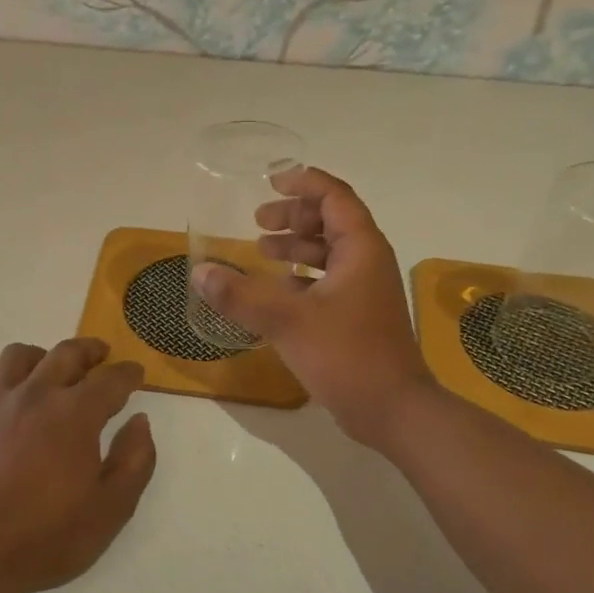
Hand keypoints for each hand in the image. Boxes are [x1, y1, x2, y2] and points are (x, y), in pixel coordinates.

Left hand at [0, 338, 157, 592]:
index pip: (111, 379)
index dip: (128, 374)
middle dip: (90, 350)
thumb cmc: (48, 536)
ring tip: (50, 370)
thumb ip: (135, 461)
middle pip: (66, 353)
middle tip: (100, 355)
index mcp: (76, 414)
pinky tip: (9, 397)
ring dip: (43, 357)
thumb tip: (140, 422)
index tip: (136, 373)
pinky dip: (5, 378)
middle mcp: (36, 394)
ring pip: (21, 355)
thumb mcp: (111, 509)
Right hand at [192, 167, 433, 446]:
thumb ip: (240, 295)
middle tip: (257, 221)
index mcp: (360, 249)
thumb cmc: (347, 355)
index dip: (305, 183)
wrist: (393, 410)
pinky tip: (275, 289)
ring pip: (328, 253)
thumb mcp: (287, 321)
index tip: (271, 182)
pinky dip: (300, 277)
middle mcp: (366, 263)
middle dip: (294, 216)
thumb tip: (200, 273)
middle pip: (331, 222)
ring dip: (295, 246)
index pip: (335, 197)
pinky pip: (326, 282)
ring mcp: (364, 291)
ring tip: (260, 250)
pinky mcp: (357, 317)